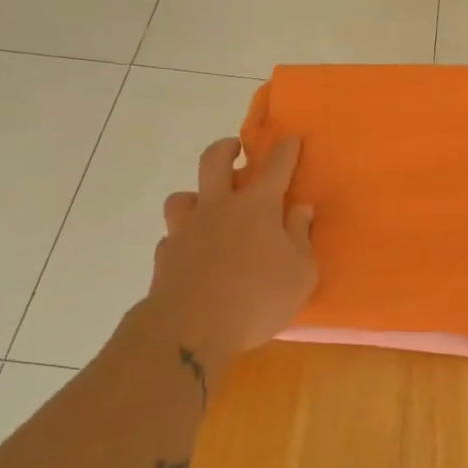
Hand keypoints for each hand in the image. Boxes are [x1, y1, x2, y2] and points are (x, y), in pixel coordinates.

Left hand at [132, 136, 316, 376]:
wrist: (191, 328)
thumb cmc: (257, 297)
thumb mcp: (300, 272)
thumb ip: (301, 236)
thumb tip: (301, 208)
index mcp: (256, 206)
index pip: (275, 166)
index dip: (285, 150)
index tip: (291, 139)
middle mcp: (218, 208)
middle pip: (213, 161)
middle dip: (225, 148)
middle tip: (234, 149)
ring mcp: (186, 230)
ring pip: (183, 197)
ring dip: (195, 196)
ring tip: (206, 208)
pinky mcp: (165, 257)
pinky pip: (173, 238)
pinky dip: (183, 240)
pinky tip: (192, 255)